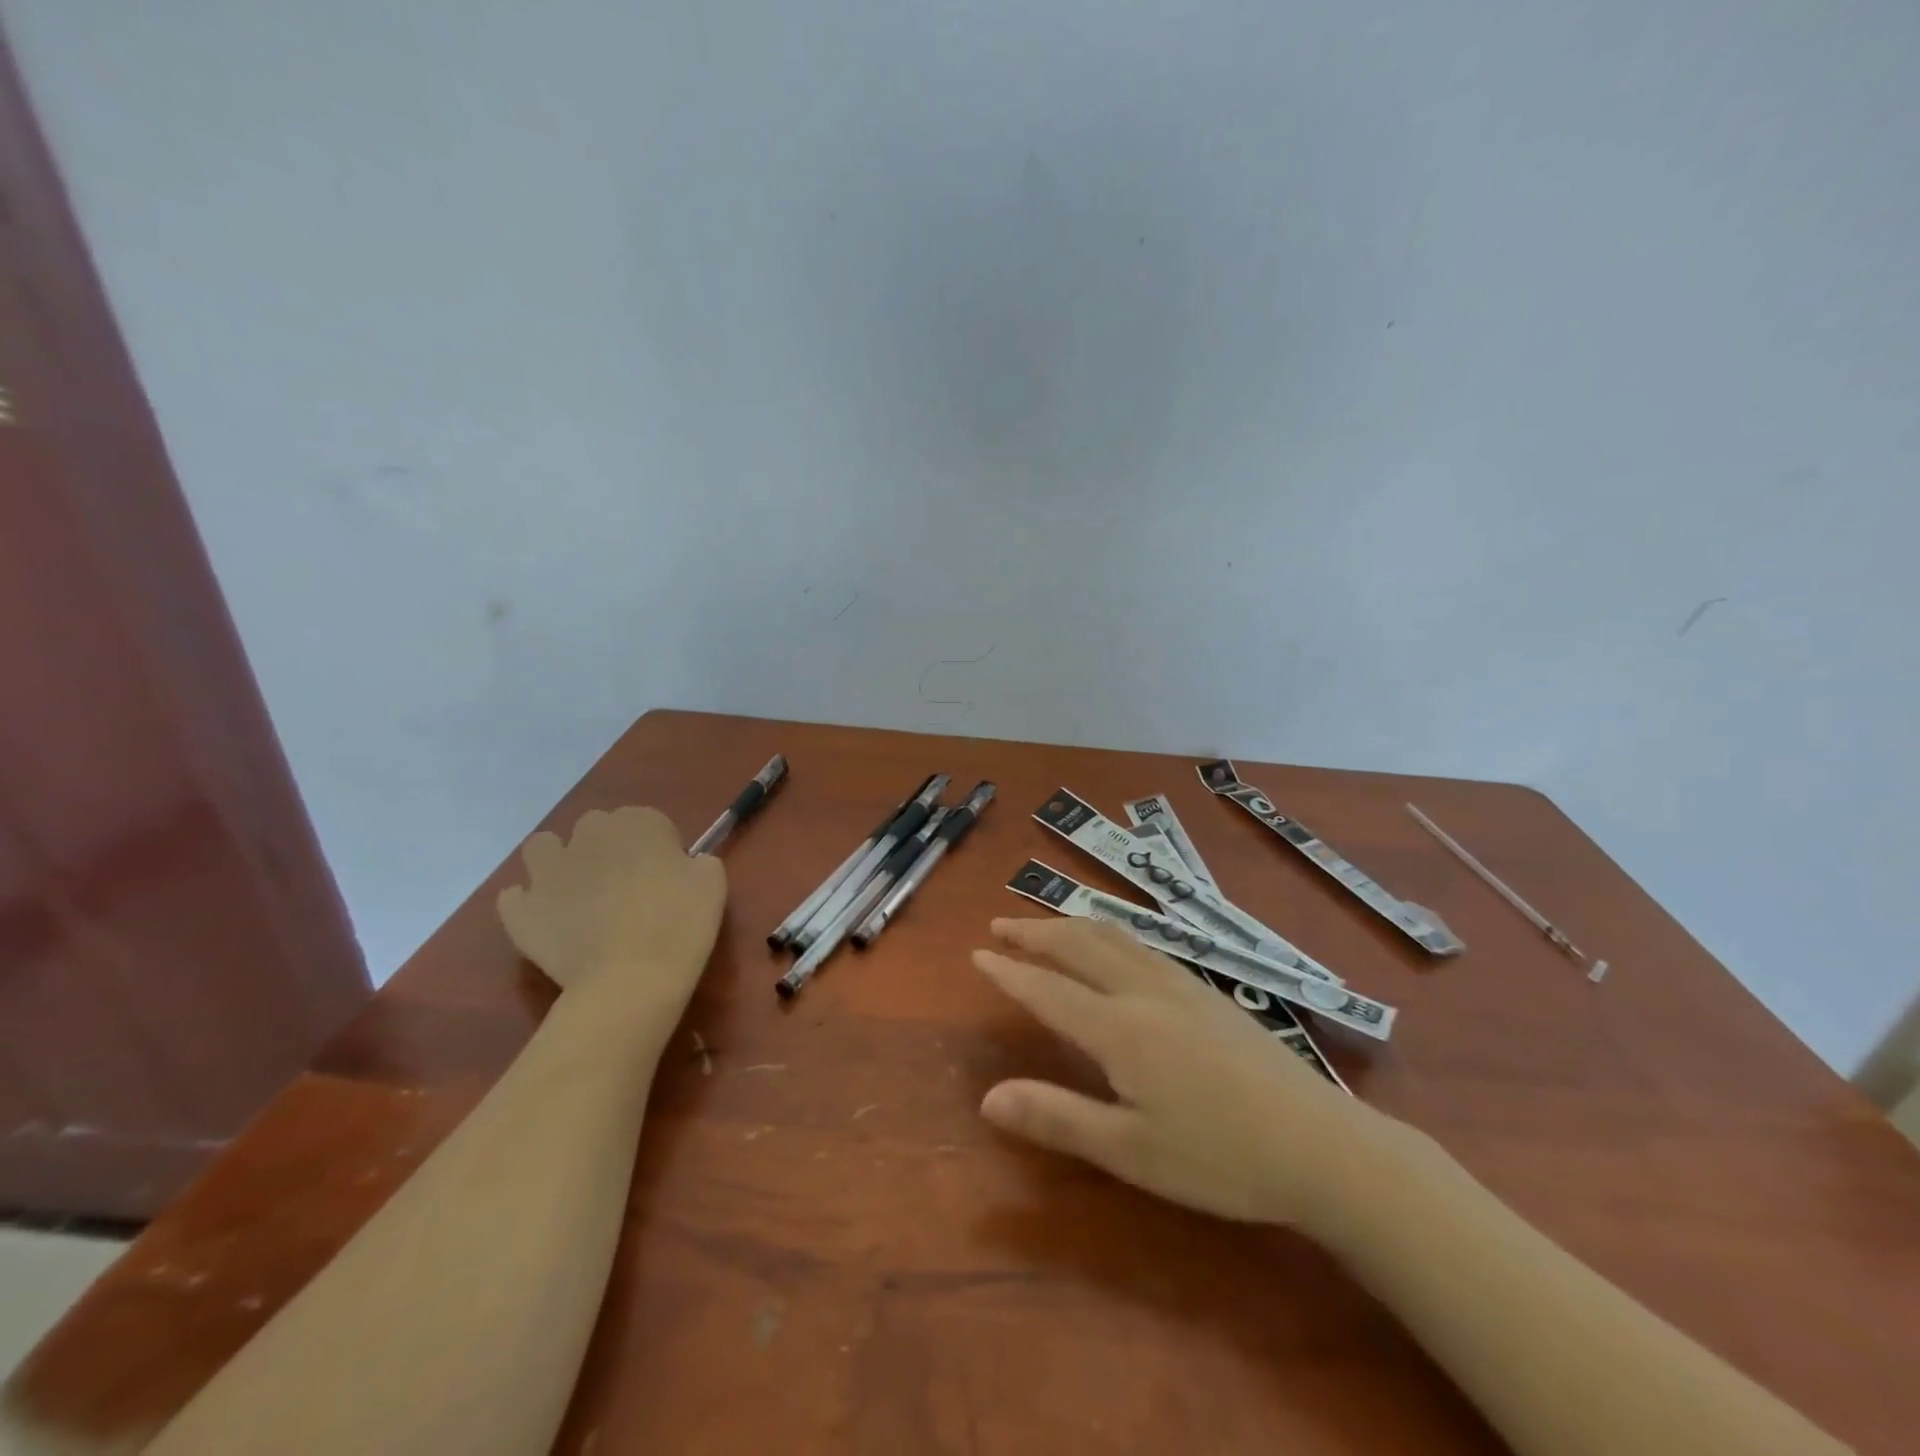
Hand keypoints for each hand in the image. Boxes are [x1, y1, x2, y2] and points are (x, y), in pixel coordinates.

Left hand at [497, 807, 726, 1019]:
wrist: (631, 980)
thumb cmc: (680, 925)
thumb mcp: (712, 883)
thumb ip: (697, 862)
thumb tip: (684, 865)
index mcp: (638, 823)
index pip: (646, 820)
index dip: (656, 846)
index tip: (666, 875)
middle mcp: (589, 835)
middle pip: (595, 828)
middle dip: (606, 848)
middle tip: (625, 887)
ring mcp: (548, 871)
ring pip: (543, 847)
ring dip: (558, 862)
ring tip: (577, 894)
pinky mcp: (521, 909)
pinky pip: (516, 897)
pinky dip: (530, 904)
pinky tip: (550, 923)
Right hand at [975, 917, 1412, 1229]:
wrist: (1322, 1145)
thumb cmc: (1220, 1157)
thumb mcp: (1130, 1152)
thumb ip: (1057, 1117)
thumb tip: (987, 1097)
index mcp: (1119, 1027)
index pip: (1049, 989)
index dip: (1010, 972)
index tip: (977, 954)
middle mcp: (1144, 992)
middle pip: (1079, 945)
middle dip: (1035, 932)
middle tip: (999, 924)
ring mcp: (1182, 986)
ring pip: (1115, 937)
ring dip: (1072, 924)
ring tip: (1047, 923)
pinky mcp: (1209, 993)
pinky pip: (1144, 945)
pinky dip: (1110, 933)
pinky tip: (1117, 946)